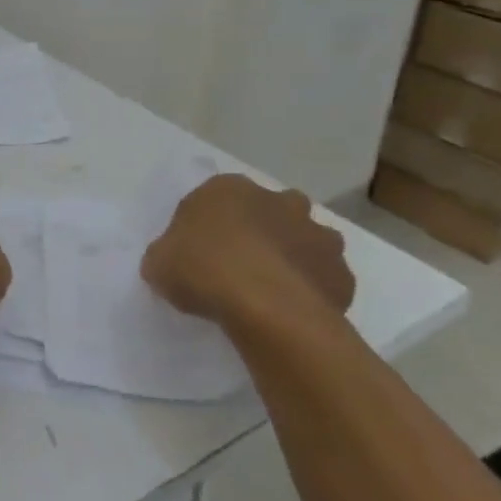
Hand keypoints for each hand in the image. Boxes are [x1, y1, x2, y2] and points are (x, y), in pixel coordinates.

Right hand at [140, 174, 354, 329]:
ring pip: (304, 241)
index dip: (207, 226)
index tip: (198, 253)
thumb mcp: (158, 262)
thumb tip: (173, 262)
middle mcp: (278, 201)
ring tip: (269, 291)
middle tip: (239, 265)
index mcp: (228, 189)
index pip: (214, 199)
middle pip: (268, 211)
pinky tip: (291, 311)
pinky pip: (323, 279)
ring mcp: (317, 234)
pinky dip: (311, 290)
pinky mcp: (342, 273)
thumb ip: (167, 254)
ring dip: (291, 257)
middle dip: (260, 231)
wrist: (265, 308)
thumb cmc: (203, 270)